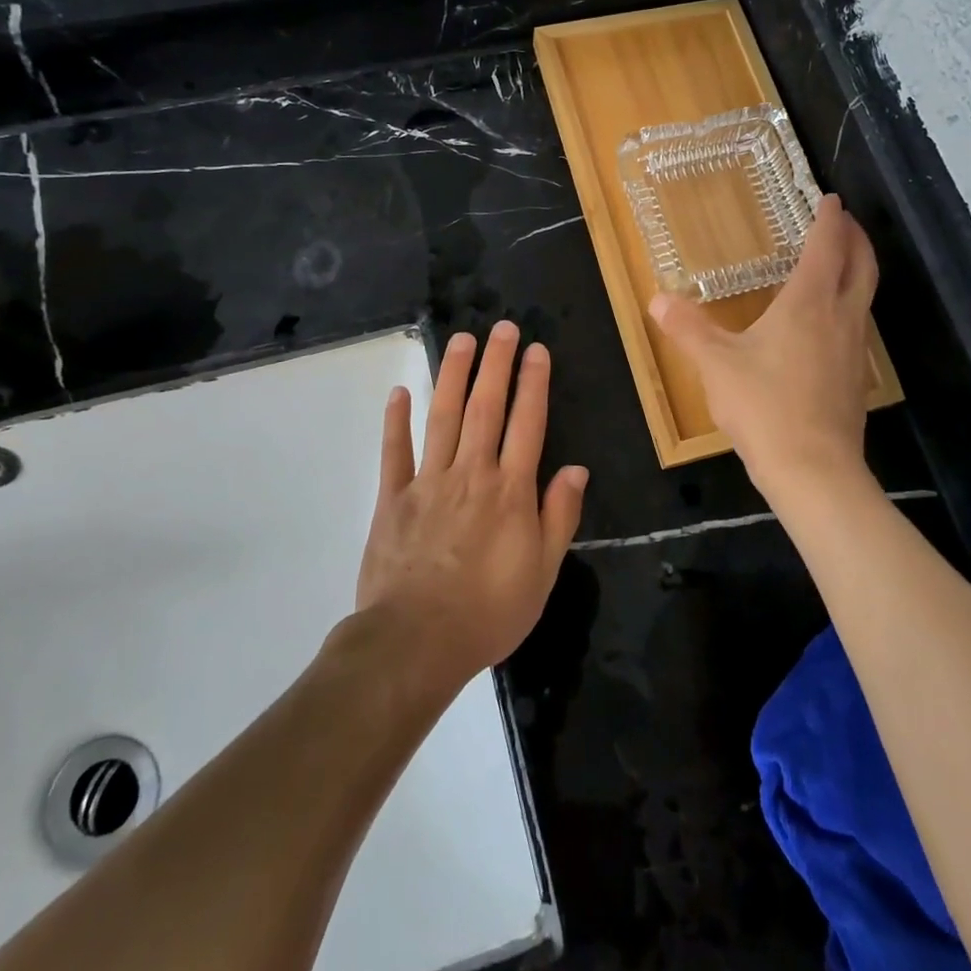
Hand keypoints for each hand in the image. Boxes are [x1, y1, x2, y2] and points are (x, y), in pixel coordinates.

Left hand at [355, 321, 588, 687]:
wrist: (417, 642)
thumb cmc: (489, 611)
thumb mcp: (542, 572)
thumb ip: (559, 516)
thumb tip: (576, 470)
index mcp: (510, 490)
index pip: (527, 423)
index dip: (533, 383)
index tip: (537, 350)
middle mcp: (471, 473)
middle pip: (485, 407)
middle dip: (496, 364)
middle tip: (502, 327)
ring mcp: (428, 482)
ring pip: (442, 417)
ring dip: (452, 375)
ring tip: (461, 340)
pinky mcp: (393, 498)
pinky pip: (395, 452)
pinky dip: (396, 420)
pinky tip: (400, 391)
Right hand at [649, 195, 877, 501]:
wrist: (813, 470)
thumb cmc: (764, 406)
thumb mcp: (716, 364)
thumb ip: (688, 328)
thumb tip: (657, 299)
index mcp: (808, 303)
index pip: (826, 247)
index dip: (830, 220)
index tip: (831, 199)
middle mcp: (840, 317)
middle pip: (861, 266)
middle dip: (855, 238)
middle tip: (844, 221)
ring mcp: (854, 349)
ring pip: (864, 295)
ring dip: (857, 270)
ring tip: (838, 263)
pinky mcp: (856, 378)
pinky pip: (857, 325)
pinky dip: (849, 305)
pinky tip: (827, 323)